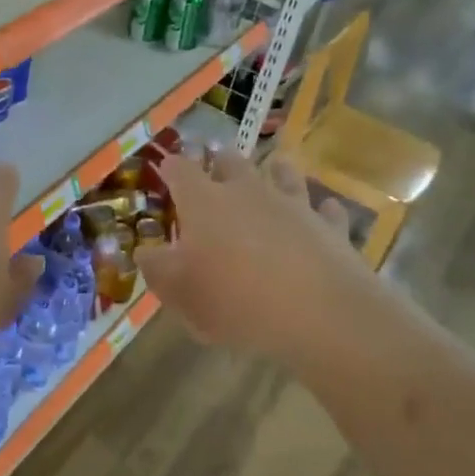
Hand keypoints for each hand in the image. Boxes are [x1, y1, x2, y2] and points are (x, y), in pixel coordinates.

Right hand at [136, 146, 374, 358]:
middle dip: (219, 161)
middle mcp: (247, 192)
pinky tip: (324, 211)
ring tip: (274, 167)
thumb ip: (156, 270)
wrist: (319, 314)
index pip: (180, 170)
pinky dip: (321, 210)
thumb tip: (144, 253)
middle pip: (230, 162)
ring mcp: (292, 205)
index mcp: (203, 202)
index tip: (164, 168)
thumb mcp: (179, 293)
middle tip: (214, 164)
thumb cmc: (235, 300)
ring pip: (283, 174)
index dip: (170, 166)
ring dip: (276, 170)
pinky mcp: (330, 227)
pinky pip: (325, 211)